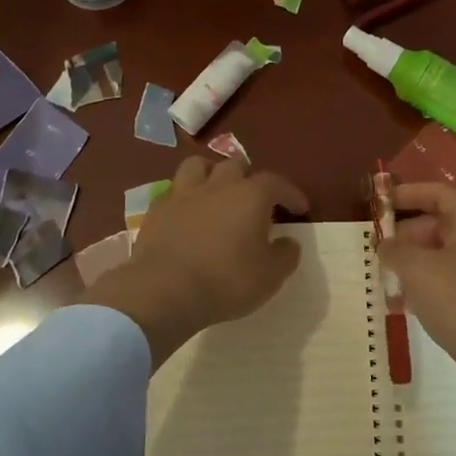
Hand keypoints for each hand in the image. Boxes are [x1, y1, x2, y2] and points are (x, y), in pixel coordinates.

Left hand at [86, 156, 309, 365]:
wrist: (165, 290)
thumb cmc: (227, 281)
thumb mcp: (270, 276)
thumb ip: (286, 255)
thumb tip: (289, 242)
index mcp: (250, 196)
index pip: (276, 183)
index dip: (290, 193)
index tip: (299, 208)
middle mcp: (218, 185)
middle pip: (235, 166)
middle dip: (248, 178)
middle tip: (253, 200)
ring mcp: (183, 194)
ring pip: (198, 166)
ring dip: (211, 175)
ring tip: (216, 192)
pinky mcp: (157, 209)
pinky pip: (174, 191)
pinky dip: (184, 198)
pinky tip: (187, 214)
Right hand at [378, 182, 455, 404]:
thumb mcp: (417, 268)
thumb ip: (395, 249)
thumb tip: (385, 244)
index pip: (439, 193)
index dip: (408, 193)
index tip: (380, 203)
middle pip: (439, 222)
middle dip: (406, 232)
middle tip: (378, 247)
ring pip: (441, 253)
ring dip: (413, 260)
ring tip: (386, 275)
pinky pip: (448, 279)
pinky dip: (425, 283)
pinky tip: (404, 302)